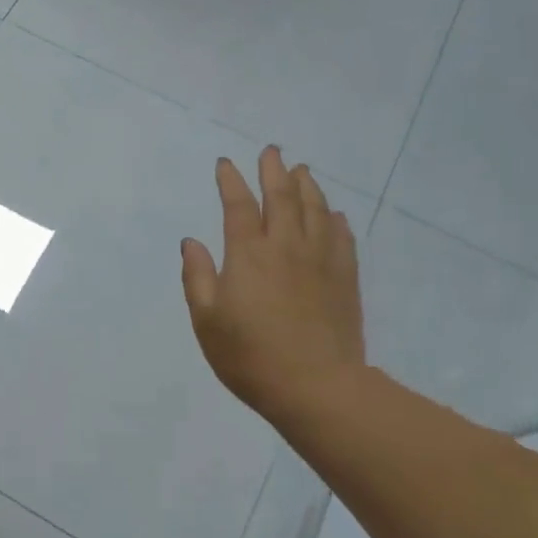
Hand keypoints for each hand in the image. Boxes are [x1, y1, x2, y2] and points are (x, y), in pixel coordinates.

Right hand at [181, 148, 365, 425]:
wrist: (316, 387)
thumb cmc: (249, 355)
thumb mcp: (206, 320)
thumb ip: (198, 277)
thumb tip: (192, 242)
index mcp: (248, 254)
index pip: (238, 206)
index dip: (231, 181)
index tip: (225, 164)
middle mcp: (286, 246)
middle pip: (282, 196)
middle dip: (273, 170)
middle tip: (271, 151)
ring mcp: (321, 260)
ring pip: (316, 209)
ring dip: (306, 186)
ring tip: (301, 170)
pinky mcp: (345, 278)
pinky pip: (341, 235)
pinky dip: (334, 218)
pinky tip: (333, 213)